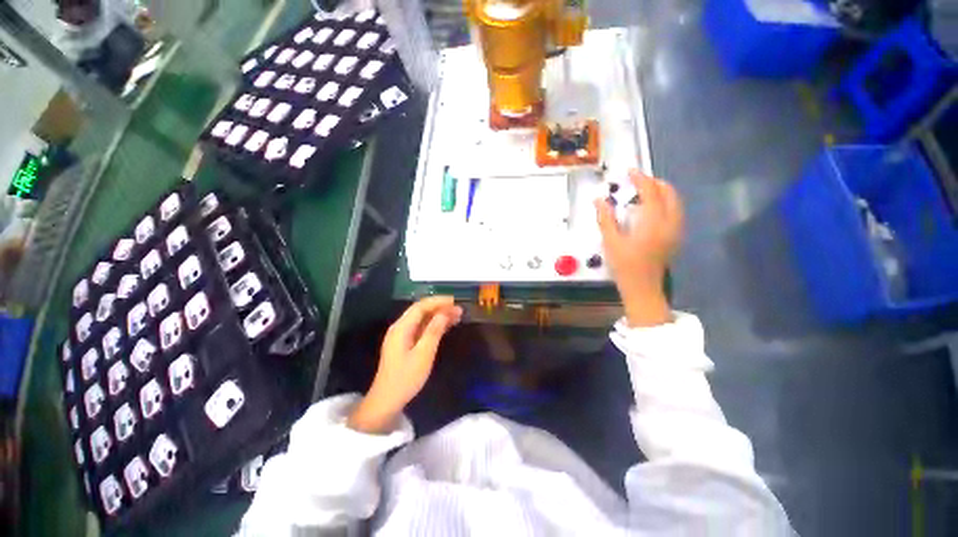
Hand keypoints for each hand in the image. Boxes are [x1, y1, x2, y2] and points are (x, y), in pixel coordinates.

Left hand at [347, 296, 462, 433]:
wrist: (387, 400)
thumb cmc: (406, 377)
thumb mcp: (423, 354)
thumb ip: (434, 331)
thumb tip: (444, 313)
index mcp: (401, 328)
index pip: (420, 306)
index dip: (438, 301)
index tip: (454, 301)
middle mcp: (400, 327)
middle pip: (421, 311)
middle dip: (440, 308)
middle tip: (459, 309)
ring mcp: (402, 336)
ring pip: (422, 320)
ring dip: (438, 316)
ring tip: (457, 316)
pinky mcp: (405, 344)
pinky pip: (421, 329)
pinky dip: (434, 326)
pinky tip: (446, 326)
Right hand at [595, 170, 683, 327]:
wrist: (642, 288)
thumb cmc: (625, 266)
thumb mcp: (611, 242)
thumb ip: (606, 219)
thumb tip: (599, 200)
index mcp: (652, 223)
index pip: (650, 193)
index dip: (641, 179)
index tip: (631, 171)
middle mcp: (669, 223)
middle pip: (668, 194)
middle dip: (654, 183)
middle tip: (638, 180)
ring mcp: (675, 230)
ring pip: (675, 202)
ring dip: (662, 192)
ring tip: (645, 190)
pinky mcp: (675, 237)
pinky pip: (676, 211)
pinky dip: (666, 202)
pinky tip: (653, 208)